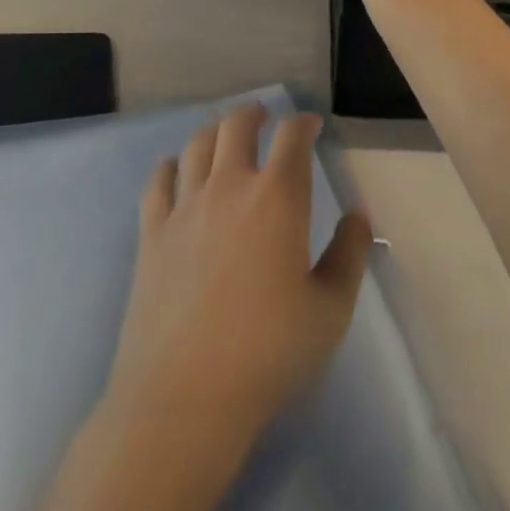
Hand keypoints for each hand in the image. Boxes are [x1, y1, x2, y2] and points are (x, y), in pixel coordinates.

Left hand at [106, 104, 373, 449]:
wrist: (183, 396)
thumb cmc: (268, 352)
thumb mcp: (331, 309)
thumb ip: (350, 254)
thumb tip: (357, 214)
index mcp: (277, 197)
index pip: (292, 137)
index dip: (303, 123)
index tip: (311, 126)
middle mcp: (229, 186)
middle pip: (237, 125)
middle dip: (254, 114)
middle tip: (263, 117)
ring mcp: (184, 206)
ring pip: (197, 144)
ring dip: (215, 131)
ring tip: (223, 135)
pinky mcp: (151, 231)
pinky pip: (158, 181)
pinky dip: (171, 165)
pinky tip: (176, 169)